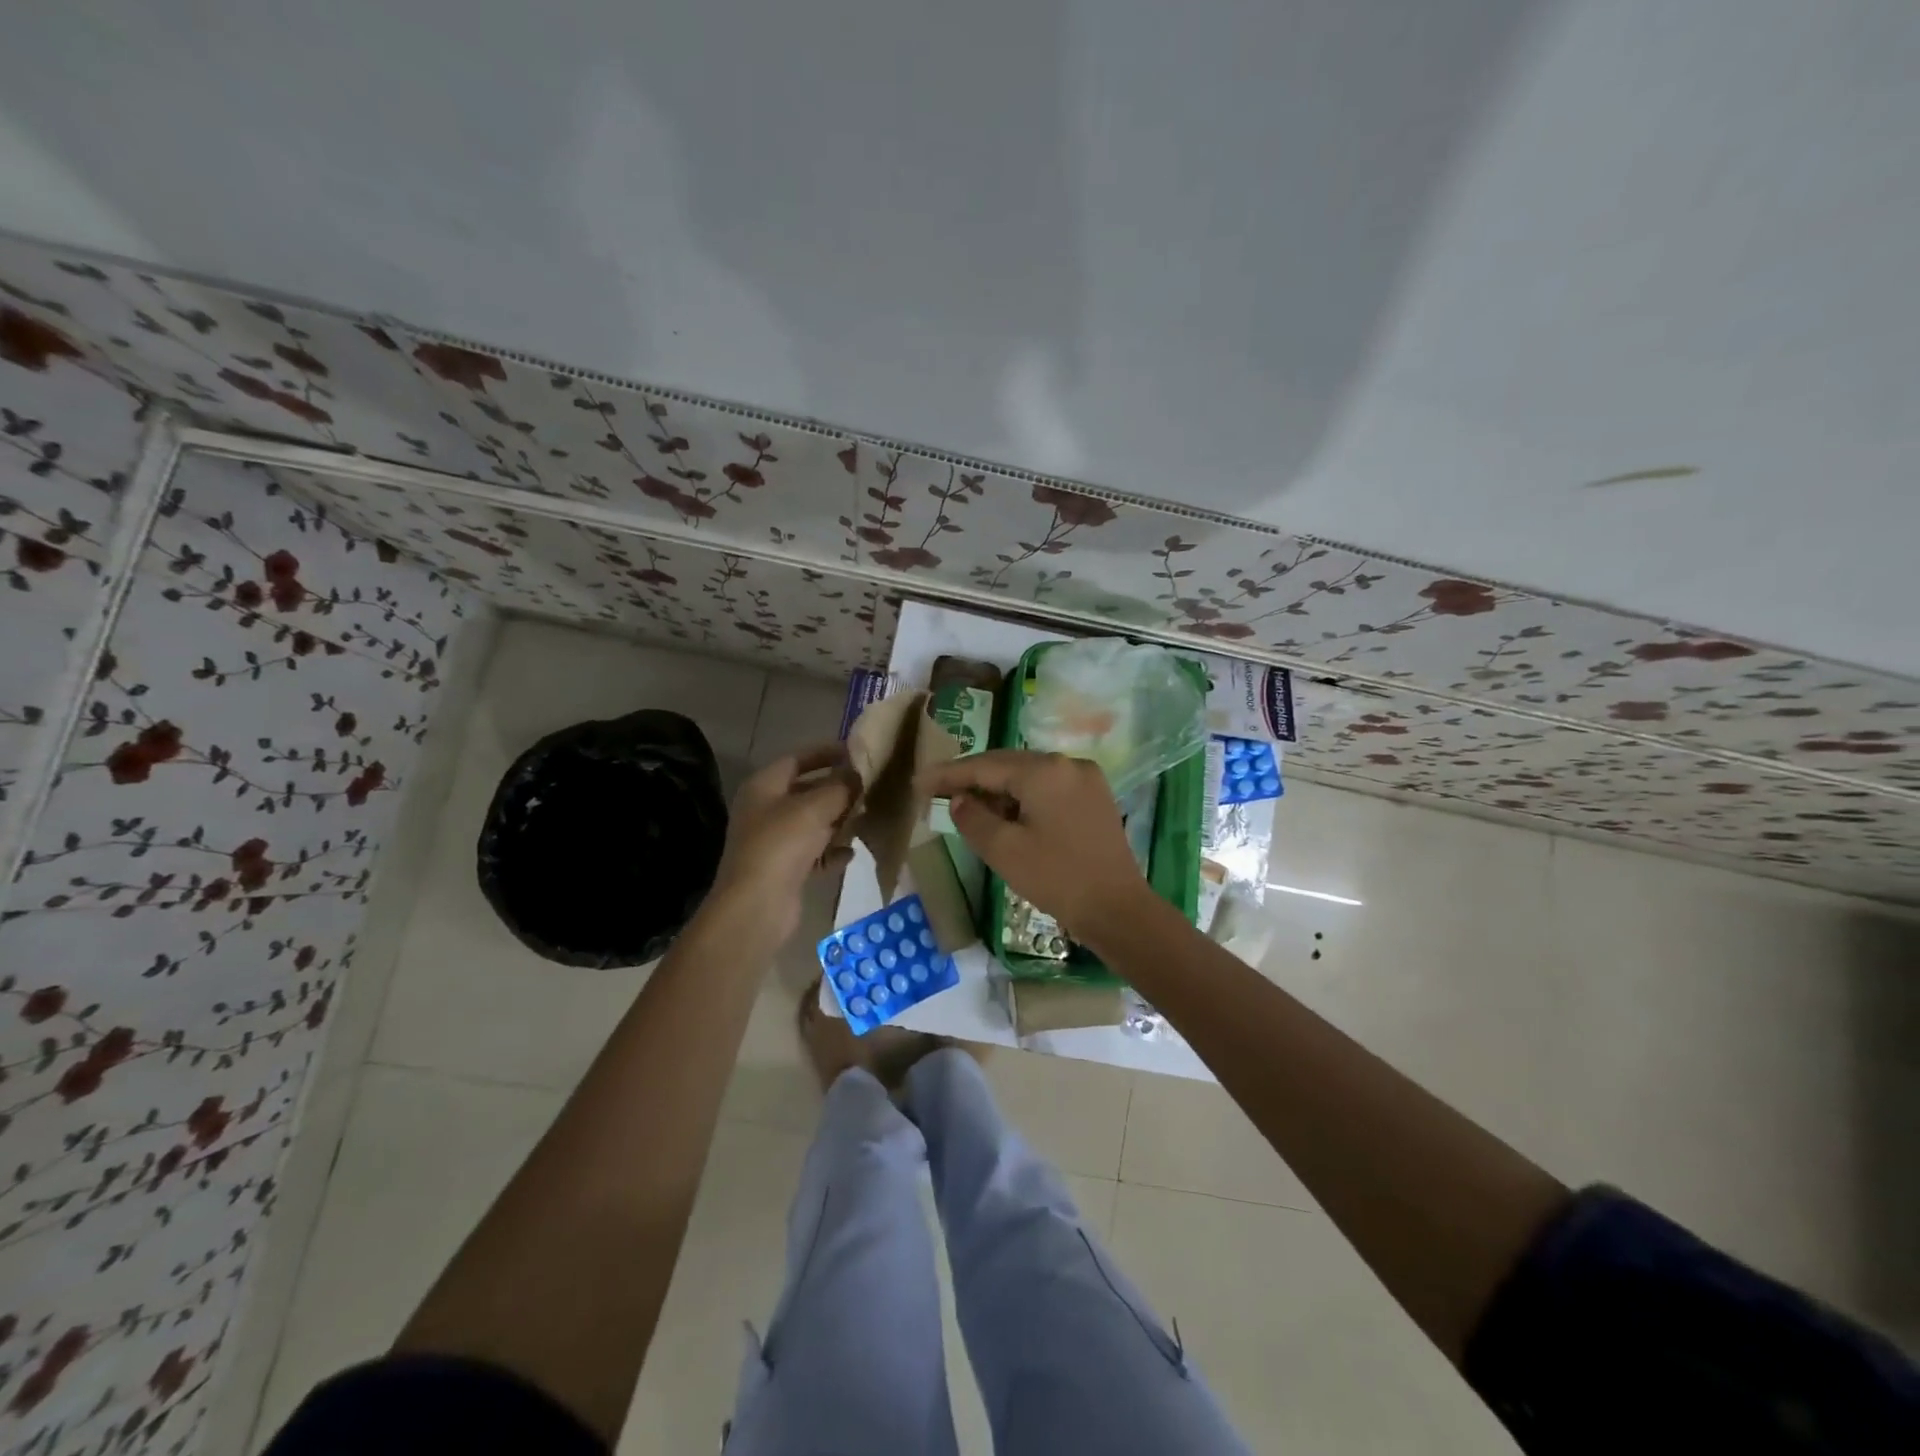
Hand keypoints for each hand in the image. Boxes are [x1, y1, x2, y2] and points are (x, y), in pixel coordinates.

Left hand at [707, 744, 857, 943]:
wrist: (757, 906)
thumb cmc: (782, 844)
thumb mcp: (815, 807)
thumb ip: (841, 786)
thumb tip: (860, 774)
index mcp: (764, 786)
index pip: (797, 758)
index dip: (826, 752)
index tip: (856, 752)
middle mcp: (766, 810)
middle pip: (806, 791)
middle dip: (837, 789)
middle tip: (870, 786)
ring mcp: (774, 841)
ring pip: (813, 823)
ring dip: (839, 820)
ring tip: (867, 816)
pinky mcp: (785, 870)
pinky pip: (814, 853)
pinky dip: (832, 851)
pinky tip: (851, 853)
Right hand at [919, 750, 1151, 943]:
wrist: (1118, 910)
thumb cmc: (1057, 879)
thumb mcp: (1004, 850)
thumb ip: (973, 818)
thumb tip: (960, 800)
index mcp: (1044, 771)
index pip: (985, 765)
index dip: (948, 774)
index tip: (918, 782)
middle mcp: (1067, 763)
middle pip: (1007, 764)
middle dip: (972, 778)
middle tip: (937, 792)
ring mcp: (1085, 778)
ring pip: (1029, 775)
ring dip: (998, 789)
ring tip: (968, 807)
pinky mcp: (1095, 797)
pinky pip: (1048, 787)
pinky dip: (1023, 797)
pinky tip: (1006, 814)